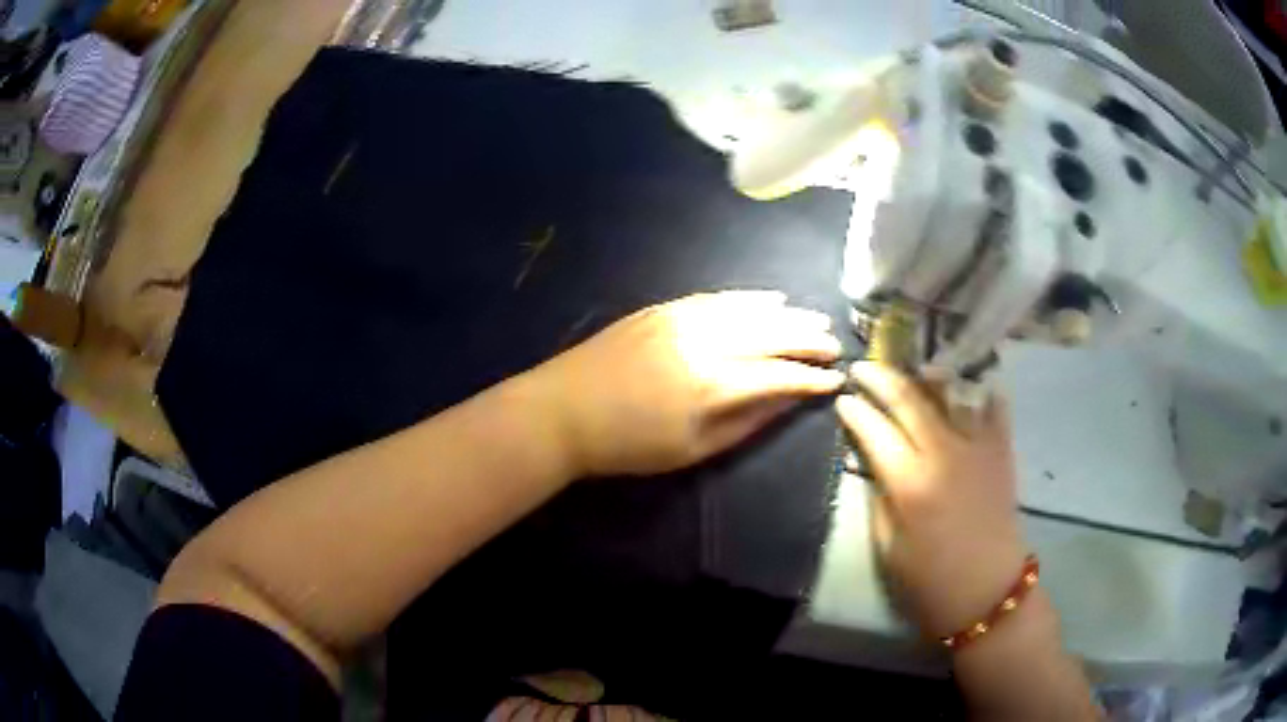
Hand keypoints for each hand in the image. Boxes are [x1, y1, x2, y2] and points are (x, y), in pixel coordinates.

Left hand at [534, 291, 844, 477]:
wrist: (563, 411)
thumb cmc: (628, 445)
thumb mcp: (693, 449)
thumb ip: (747, 422)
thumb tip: (788, 401)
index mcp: (713, 384)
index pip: (779, 375)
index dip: (812, 378)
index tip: (835, 380)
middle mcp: (704, 341)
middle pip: (772, 334)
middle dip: (808, 339)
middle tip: (835, 344)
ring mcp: (682, 318)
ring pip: (749, 310)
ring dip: (787, 315)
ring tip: (814, 320)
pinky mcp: (664, 308)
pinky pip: (717, 297)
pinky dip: (749, 298)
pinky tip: (771, 300)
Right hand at [836, 363, 1026, 638]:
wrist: (988, 590)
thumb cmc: (930, 580)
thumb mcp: (889, 547)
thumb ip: (881, 498)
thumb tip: (876, 465)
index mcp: (910, 483)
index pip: (875, 431)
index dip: (855, 411)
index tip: (843, 398)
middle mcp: (944, 453)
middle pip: (909, 400)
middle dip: (882, 378)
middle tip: (863, 366)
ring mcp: (978, 446)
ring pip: (951, 391)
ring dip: (928, 373)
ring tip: (913, 366)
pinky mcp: (1002, 450)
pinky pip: (993, 405)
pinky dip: (979, 387)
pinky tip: (967, 381)